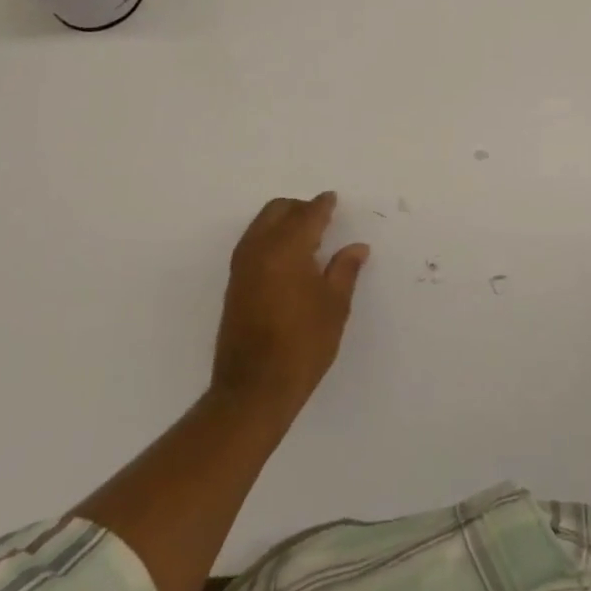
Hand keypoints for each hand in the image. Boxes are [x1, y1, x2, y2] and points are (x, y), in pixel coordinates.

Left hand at [212, 192, 369, 418]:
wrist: (253, 390)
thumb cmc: (302, 345)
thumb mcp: (334, 306)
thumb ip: (345, 269)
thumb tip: (357, 247)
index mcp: (287, 247)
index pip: (308, 214)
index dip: (323, 205)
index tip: (333, 200)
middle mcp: (259, 248)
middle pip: (278, 210)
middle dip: (300, 209)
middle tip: (323, 220)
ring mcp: (242, 266)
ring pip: (262, 224)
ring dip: (283, 222)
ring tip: (307, 240)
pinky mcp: (234, 284)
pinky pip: (253, 243)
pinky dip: (270, 238)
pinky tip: (288, 259)